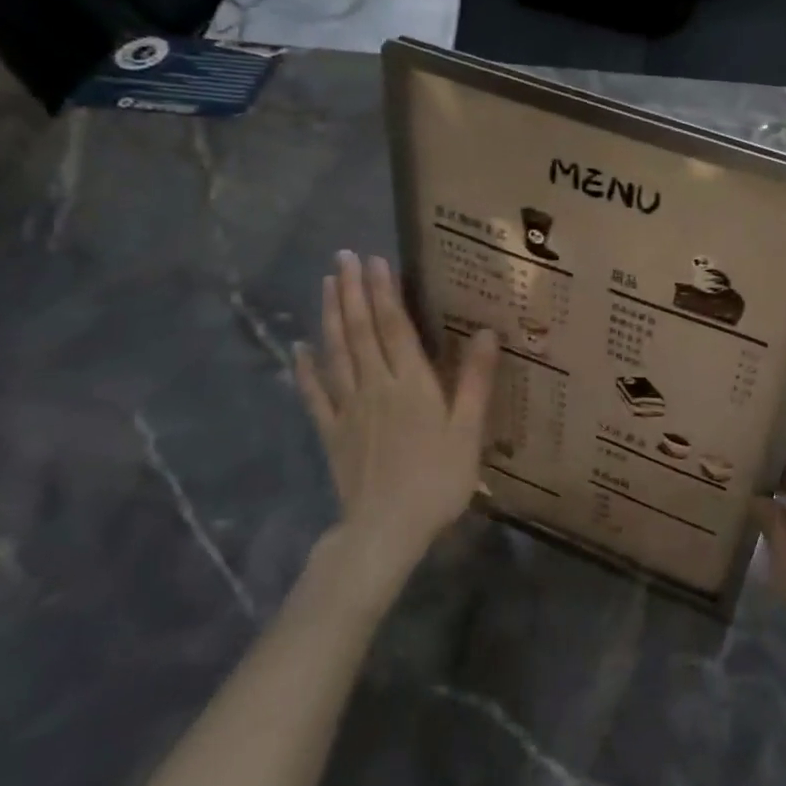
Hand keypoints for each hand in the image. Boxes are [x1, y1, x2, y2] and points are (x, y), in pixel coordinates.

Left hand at [294, 252, 499, 585]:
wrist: (386, 529)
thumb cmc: (437, 480)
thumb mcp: (468, 431)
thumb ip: (475, 380)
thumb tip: (486, 331)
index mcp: (411, 383)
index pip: (393, 326)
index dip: (383, 291)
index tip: (374, 259)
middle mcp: (375, 386)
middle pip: (359, 330)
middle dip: (352, 291)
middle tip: (343, 257)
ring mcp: (347, 408)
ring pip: (335, 352)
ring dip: (330, 316)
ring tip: (326, 284)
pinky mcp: (331, 432)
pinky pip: (314, 394)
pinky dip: (306, 369)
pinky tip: (299, 348)